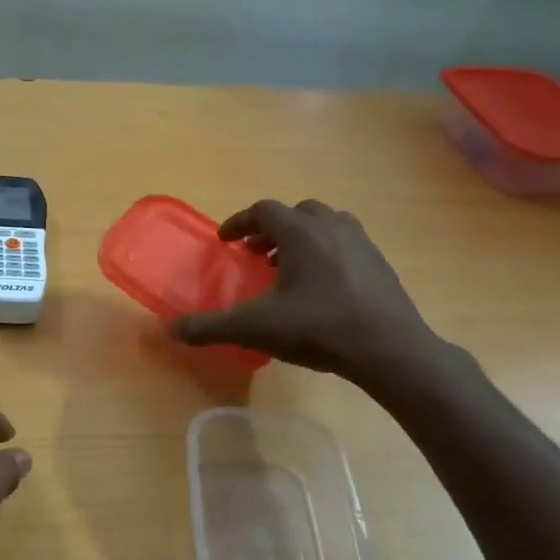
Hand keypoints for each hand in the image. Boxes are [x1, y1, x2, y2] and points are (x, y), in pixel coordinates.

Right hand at [171, 200, 447, 391]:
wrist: (389, 349)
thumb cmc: (318, 328)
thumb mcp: (255, 329)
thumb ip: (210, 327)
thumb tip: (170, 330)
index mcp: (300, 232)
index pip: (263, 210)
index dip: (239, 222)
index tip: (226, 240)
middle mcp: (332, 226)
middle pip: (296, 213)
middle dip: (271, 230)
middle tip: (255, 254)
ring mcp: (361, 243)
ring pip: (325, 225)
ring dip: (300, 239)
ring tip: (286, 268)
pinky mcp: (380, 263)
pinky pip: (345, 244)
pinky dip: (325, 253)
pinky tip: (320, 287)